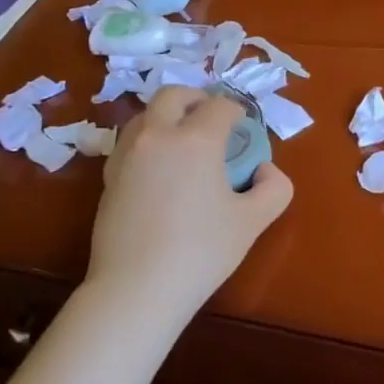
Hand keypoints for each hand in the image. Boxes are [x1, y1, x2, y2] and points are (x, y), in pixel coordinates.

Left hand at [87, 88, 292, 315]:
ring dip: (168, 117)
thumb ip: (274, 188)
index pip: (220, 106)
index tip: (244, 127)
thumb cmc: (201, 251)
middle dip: (197, 99)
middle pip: (173, 95)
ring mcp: (127, 155)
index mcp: (195, 139)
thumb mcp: (253, 221)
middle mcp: (157, 136)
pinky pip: (130, 142)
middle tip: (212, 120)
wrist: (137, 288)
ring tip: (184, 142)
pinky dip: (149, 141)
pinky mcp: (109, 178)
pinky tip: (161, 170)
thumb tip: (263, 170)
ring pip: (145, 115)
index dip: (237, 112)